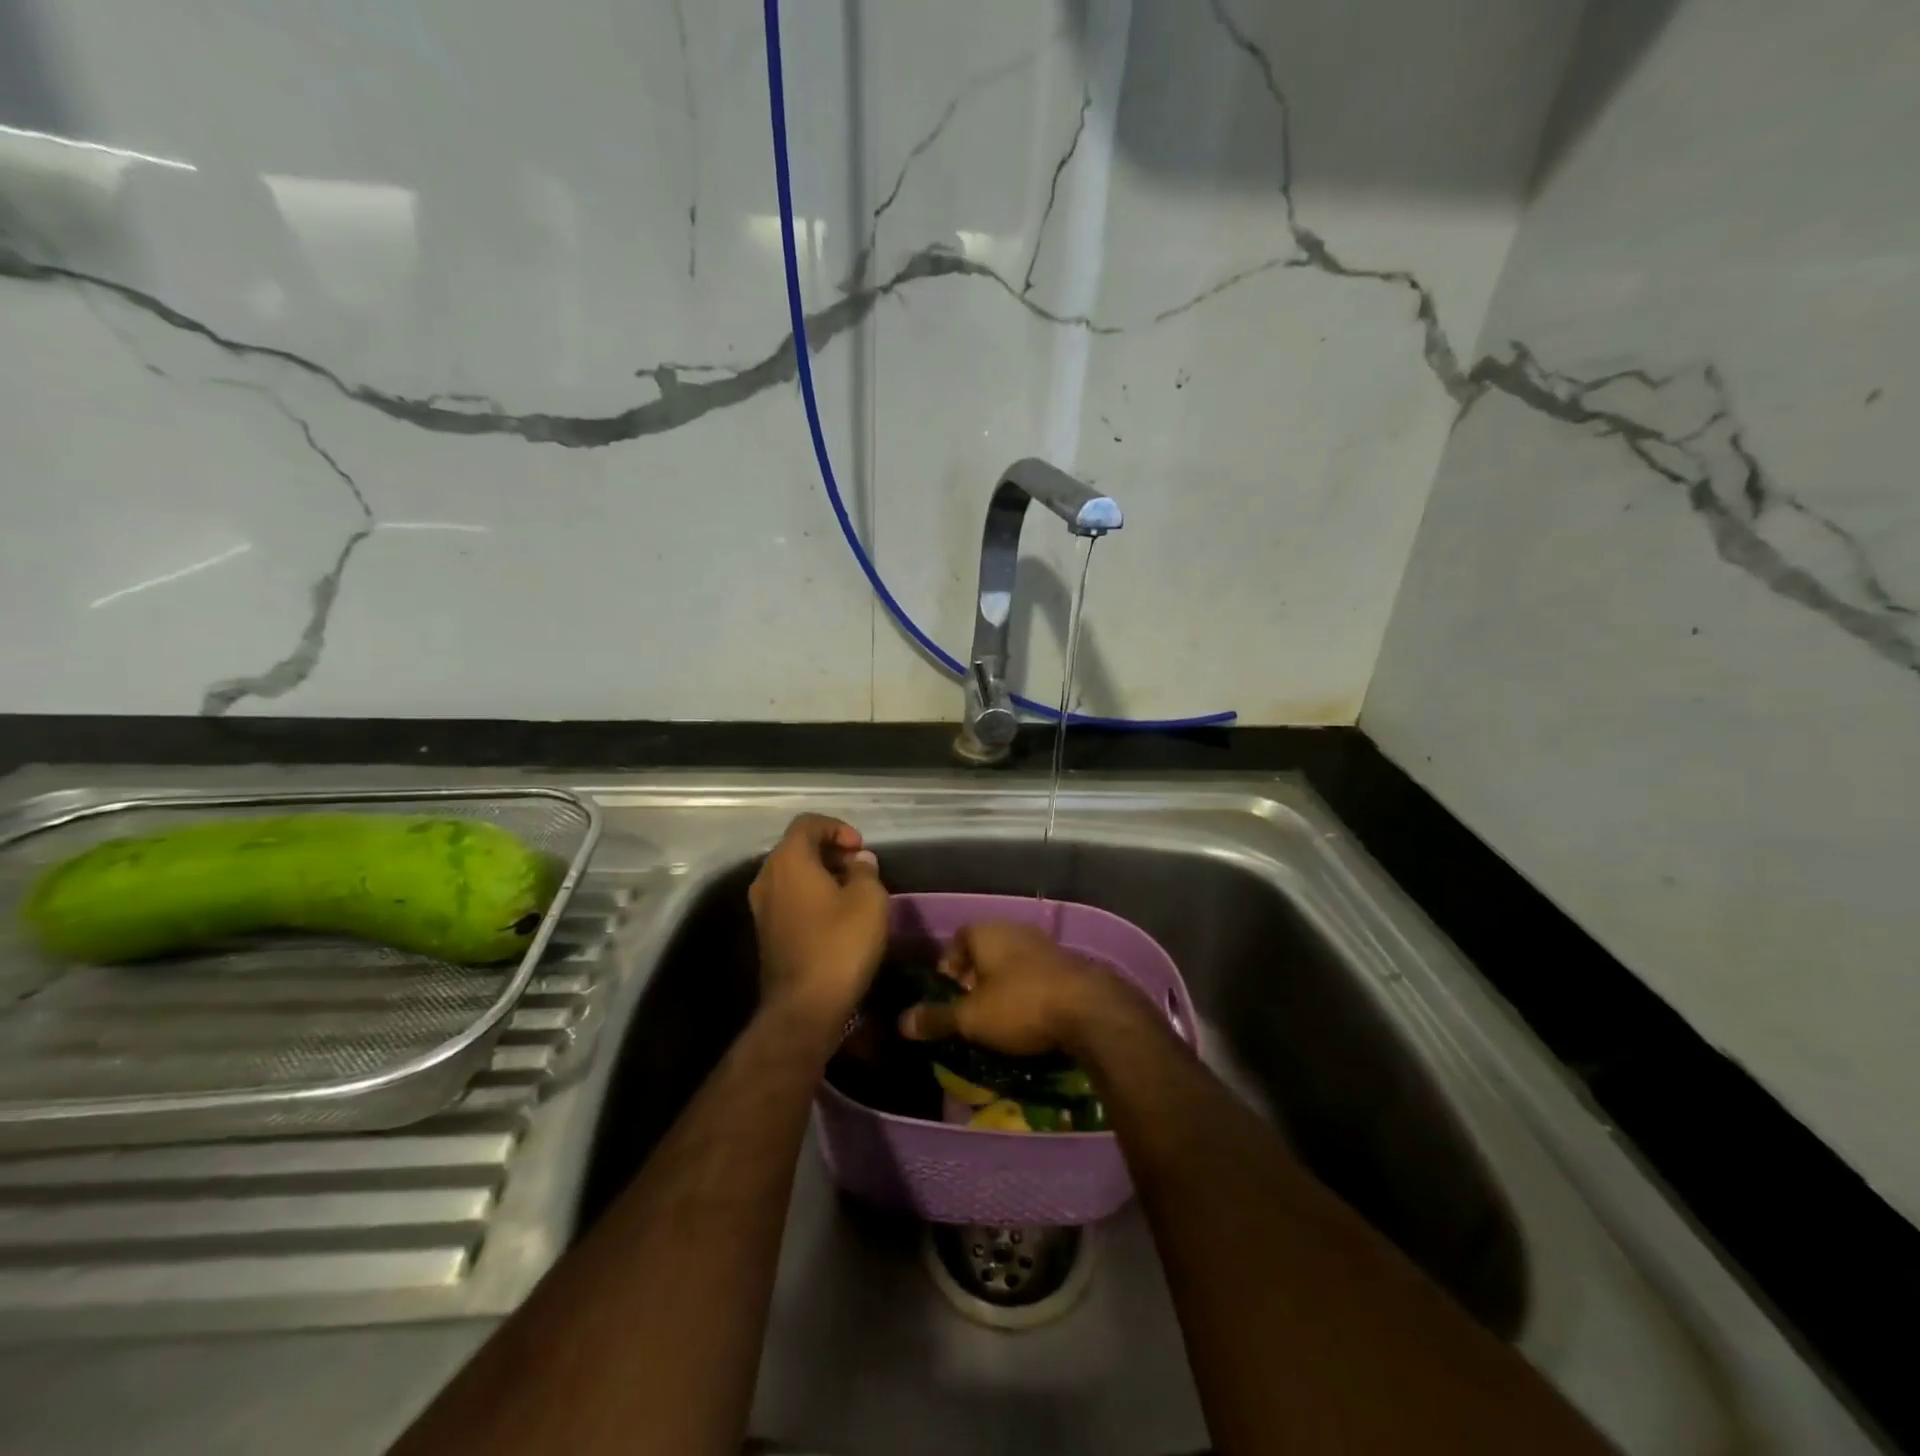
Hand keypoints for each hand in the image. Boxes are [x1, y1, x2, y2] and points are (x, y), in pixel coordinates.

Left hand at [748, 814, 887, 1023]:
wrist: (805, 1007)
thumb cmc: (840, 943)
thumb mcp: (870, 899)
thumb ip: (866, 871)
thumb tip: (859, 862)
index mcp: (788, 860)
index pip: (808, 823)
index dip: (837, 828)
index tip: (861, 849)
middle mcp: (767, 877)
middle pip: (797, 848)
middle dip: (830, 852)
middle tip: (860, 870)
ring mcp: (761, 907)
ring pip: (792, 875)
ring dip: (821, 876)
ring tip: (853, 894)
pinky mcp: (765, 933)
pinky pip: (789, 899)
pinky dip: (811, 897)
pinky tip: (836, 918)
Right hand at [898, 920, 1123, 1056]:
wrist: (1089, 1010)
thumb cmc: (1020, 1005)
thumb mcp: (971, 1018)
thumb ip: (937, 1018)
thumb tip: (901, 1022)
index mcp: (987, 931)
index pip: (958, 940)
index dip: (948, 966)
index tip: (947, 995)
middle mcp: (1014, 929)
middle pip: (985, 950)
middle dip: (975, 978)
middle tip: (970, 1009)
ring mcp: (1044, 943)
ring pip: (1012, 962)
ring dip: (1003, 985)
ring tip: (998, 1017)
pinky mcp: (1068, 963)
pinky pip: (1036, 974)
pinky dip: (1027, 991)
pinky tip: (1030, 1017)